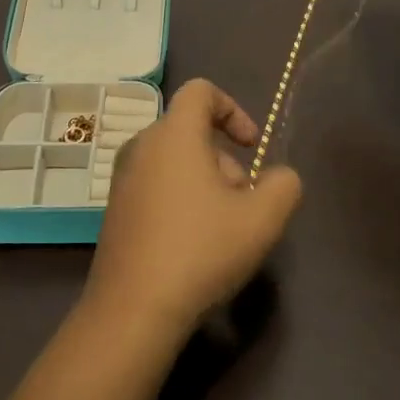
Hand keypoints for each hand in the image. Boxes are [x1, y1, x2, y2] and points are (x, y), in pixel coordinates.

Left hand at [83, 79, 302, 345]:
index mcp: (173, 134)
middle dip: (225, 159)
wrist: (133, 309)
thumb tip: (280, 178)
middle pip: (191, 130)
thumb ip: (283, 186)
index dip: (234, 109)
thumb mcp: (262, 219)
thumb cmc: (200, 250)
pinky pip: (156, 185)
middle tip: (243, 201)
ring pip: (175, 161)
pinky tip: (193, 244)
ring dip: (205, 182)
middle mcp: (142, 146)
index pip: (201, 91)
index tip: (253, 147)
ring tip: (223, 228)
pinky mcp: (116, 209)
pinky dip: (181, 198)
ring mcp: (123, 178)